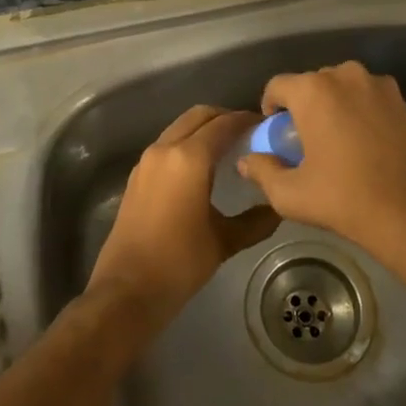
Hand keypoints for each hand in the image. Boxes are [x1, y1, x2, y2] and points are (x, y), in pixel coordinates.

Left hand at [87, 106, 280, 329]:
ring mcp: (146, 161)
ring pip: (180, 127)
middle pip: (199, 116)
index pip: (224, 124)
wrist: (126, 290)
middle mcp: (165, 149)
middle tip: (248, 134)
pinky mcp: (137, 176)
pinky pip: (167, 145)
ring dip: (204, 129)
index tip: (266, 126)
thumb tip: (278, 208)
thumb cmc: (179, 263)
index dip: (247, 120)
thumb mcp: (224, 242)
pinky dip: (187, 143)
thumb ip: (256, 221)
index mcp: (189, 158)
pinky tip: (203, 169)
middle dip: (224, 118)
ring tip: (229, 149)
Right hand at [235, 63, 405, 292]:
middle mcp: (347, 76)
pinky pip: (369, 100)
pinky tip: (365, 147)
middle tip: (303, 143)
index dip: (270, 108)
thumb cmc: (348, 200)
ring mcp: (381, 87)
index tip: (275, 135)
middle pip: (312, 84)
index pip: (277, 85)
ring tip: (336, 144)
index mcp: (315, 91)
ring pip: (343, 90)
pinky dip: (360, 115)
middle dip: (303, 108)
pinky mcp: (405, 102)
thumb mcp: (293, 195)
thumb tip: (247, 161)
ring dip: (333, 109)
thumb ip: (263, 172)